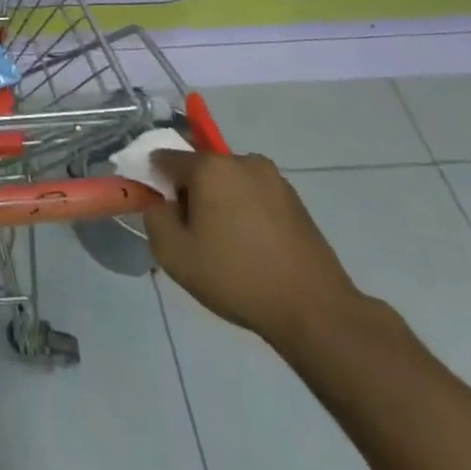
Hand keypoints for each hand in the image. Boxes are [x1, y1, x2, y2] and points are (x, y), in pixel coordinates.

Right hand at [142, 147, 363, 353]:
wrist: (315, 311)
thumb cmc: (237, 277)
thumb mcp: (173, 254)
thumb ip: (154, 217)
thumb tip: (162, 203)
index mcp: (210, 167)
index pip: (165, 158)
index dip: (156, 183)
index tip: (163, 214)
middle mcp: (242, 161)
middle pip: (199, 168)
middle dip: (190, 193)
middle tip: (195, 234)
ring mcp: (273, 178)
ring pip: (228, 181)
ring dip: (219, 201)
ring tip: (228, 245)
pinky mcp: (295, 199)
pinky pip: (253, 195)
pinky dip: (245, 211)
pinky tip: (253, 248)